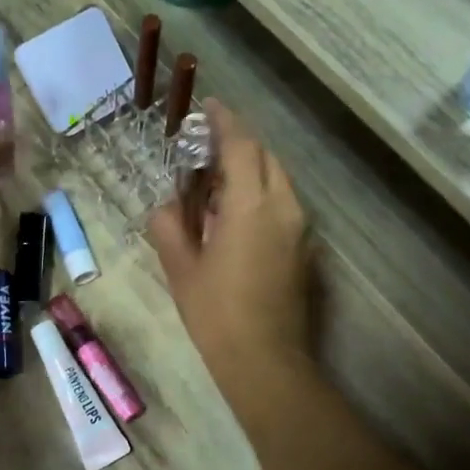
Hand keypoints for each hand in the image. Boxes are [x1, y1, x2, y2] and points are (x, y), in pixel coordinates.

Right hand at [148, 101, 313, 386]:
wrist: (267, 362)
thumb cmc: (217, 314)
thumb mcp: (181, 269)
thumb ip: (169, 227)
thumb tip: (166, 207)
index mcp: (251, 206)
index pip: (242, 146)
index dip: (225, 122)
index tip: (209, 106)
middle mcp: (284, 208)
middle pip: (265, 158)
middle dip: (238, 145)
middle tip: (205, 149)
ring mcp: (299, 230)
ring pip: (277, 181)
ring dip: (249, 171)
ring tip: (214, 183)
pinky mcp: (303, 250)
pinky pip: (282, 205)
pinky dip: (259, 195)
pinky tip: (232, 217)